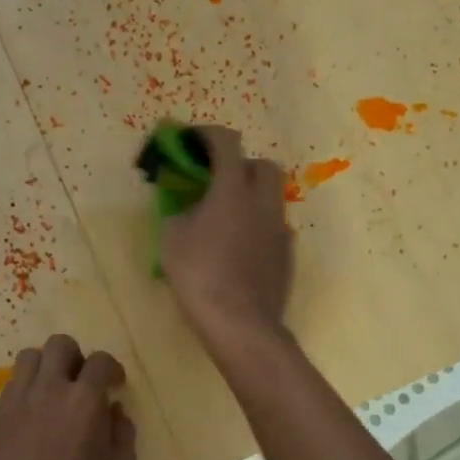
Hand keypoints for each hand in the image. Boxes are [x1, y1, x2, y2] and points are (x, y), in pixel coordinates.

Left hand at [0, 334, 136, 459]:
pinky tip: (33, 414)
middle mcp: (49, 388)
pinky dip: (26, 389)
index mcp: (84, 398)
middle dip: (76, 357)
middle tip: (81, 382)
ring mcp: (18, 400)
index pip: (101, 360)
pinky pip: (12, 385)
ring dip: (46, 366)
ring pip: (30, 357)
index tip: (114, 384)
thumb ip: (123, 432)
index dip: (111, 368)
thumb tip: (114, 411)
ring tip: (53, 391)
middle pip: (60, 345)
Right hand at [161, 125, 293, 350]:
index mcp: (233, 189)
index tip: (192, 141)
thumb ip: (179, 211)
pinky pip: (273, 226)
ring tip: (226, 217)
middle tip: (215, 181)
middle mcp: (263, 201)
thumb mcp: (171, 239)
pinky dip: (257, 225)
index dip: (207, 135)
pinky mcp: (287, 253)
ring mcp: (280, 228)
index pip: (226, 142)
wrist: (241, 323)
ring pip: (271, 196)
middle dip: (239, 164)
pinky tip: (239, 248)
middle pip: (261, 164)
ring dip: (250, 196)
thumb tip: (187, 207)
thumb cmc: (200, 276)